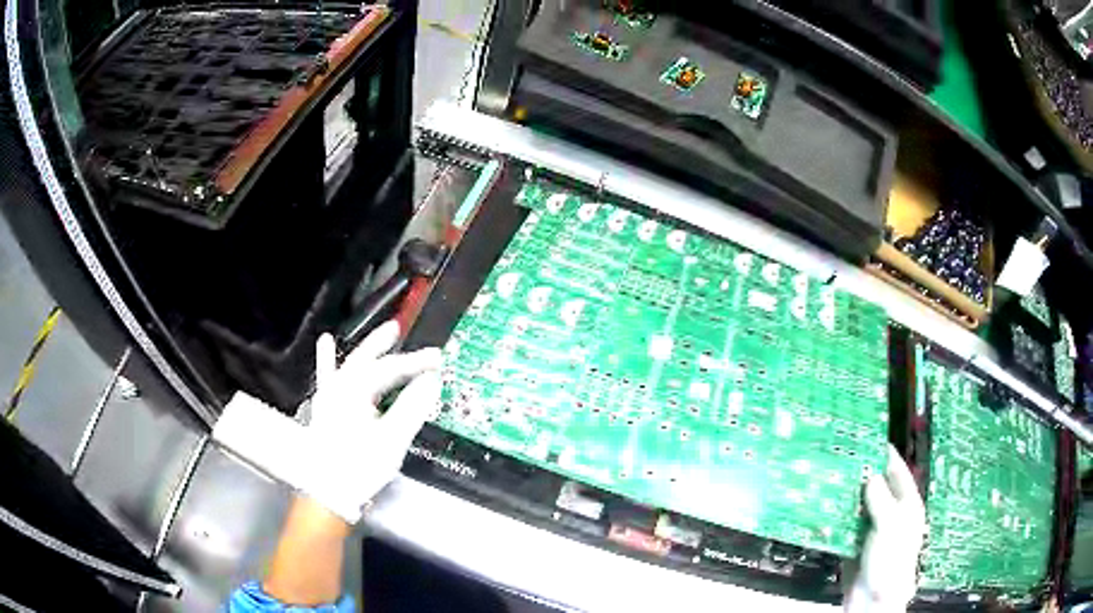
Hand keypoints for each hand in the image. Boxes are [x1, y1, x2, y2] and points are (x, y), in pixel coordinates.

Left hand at [302, 320, 441, 523]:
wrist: (328, 492)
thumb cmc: (359, 466)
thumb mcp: (392, 439)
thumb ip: (411, 407)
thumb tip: (431, 381)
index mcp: (355, 390)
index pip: (390, 369)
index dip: (415, 363)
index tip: (437, 359)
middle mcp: (339, 387)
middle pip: (366, 360)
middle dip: (384, 345)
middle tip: (400, 329)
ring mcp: (329, 398)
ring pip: (348, 365)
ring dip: (364, 350)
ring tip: (377, 336)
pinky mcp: (326, 410)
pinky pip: (328, 377)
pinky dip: (328, 361)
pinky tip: (325, 344)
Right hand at [845, 445, 926, 612]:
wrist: (872, 598)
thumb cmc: (890, 559)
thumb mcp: (890, 524)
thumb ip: (880, 498)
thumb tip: (869, 475)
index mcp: (906, 504)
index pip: (897, 471)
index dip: (885, 454)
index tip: (869, 436)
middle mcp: (890, 513)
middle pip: (876, 486)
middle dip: (861, 472)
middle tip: (842, 454)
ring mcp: (871, 529)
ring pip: (858, 504)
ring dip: (846, 493)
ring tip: (829, 475)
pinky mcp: (854, 543)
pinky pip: (845, 524)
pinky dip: (835, 515)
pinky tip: (823, 505)